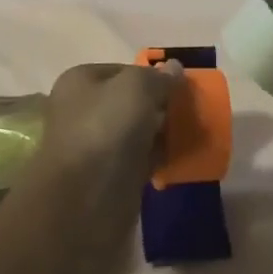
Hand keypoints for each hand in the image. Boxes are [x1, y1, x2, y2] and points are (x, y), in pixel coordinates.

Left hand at [26, 61, 180, 261]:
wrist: (82, 206)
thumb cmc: (104, 132)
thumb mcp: (136, 88)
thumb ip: (158, 77)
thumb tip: (174, 68)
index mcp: (80, 82)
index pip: (125, 69)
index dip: (153, 75)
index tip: (181, 87)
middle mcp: (83, 110)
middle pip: (131, 101)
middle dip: (161, 105)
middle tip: (191, 111)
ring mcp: (95, 146)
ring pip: (137, 131)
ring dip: (162, 133)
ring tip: (191, 134)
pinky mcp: (108, 179)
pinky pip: (140, 160)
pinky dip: (159, 159)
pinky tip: (180, 159)